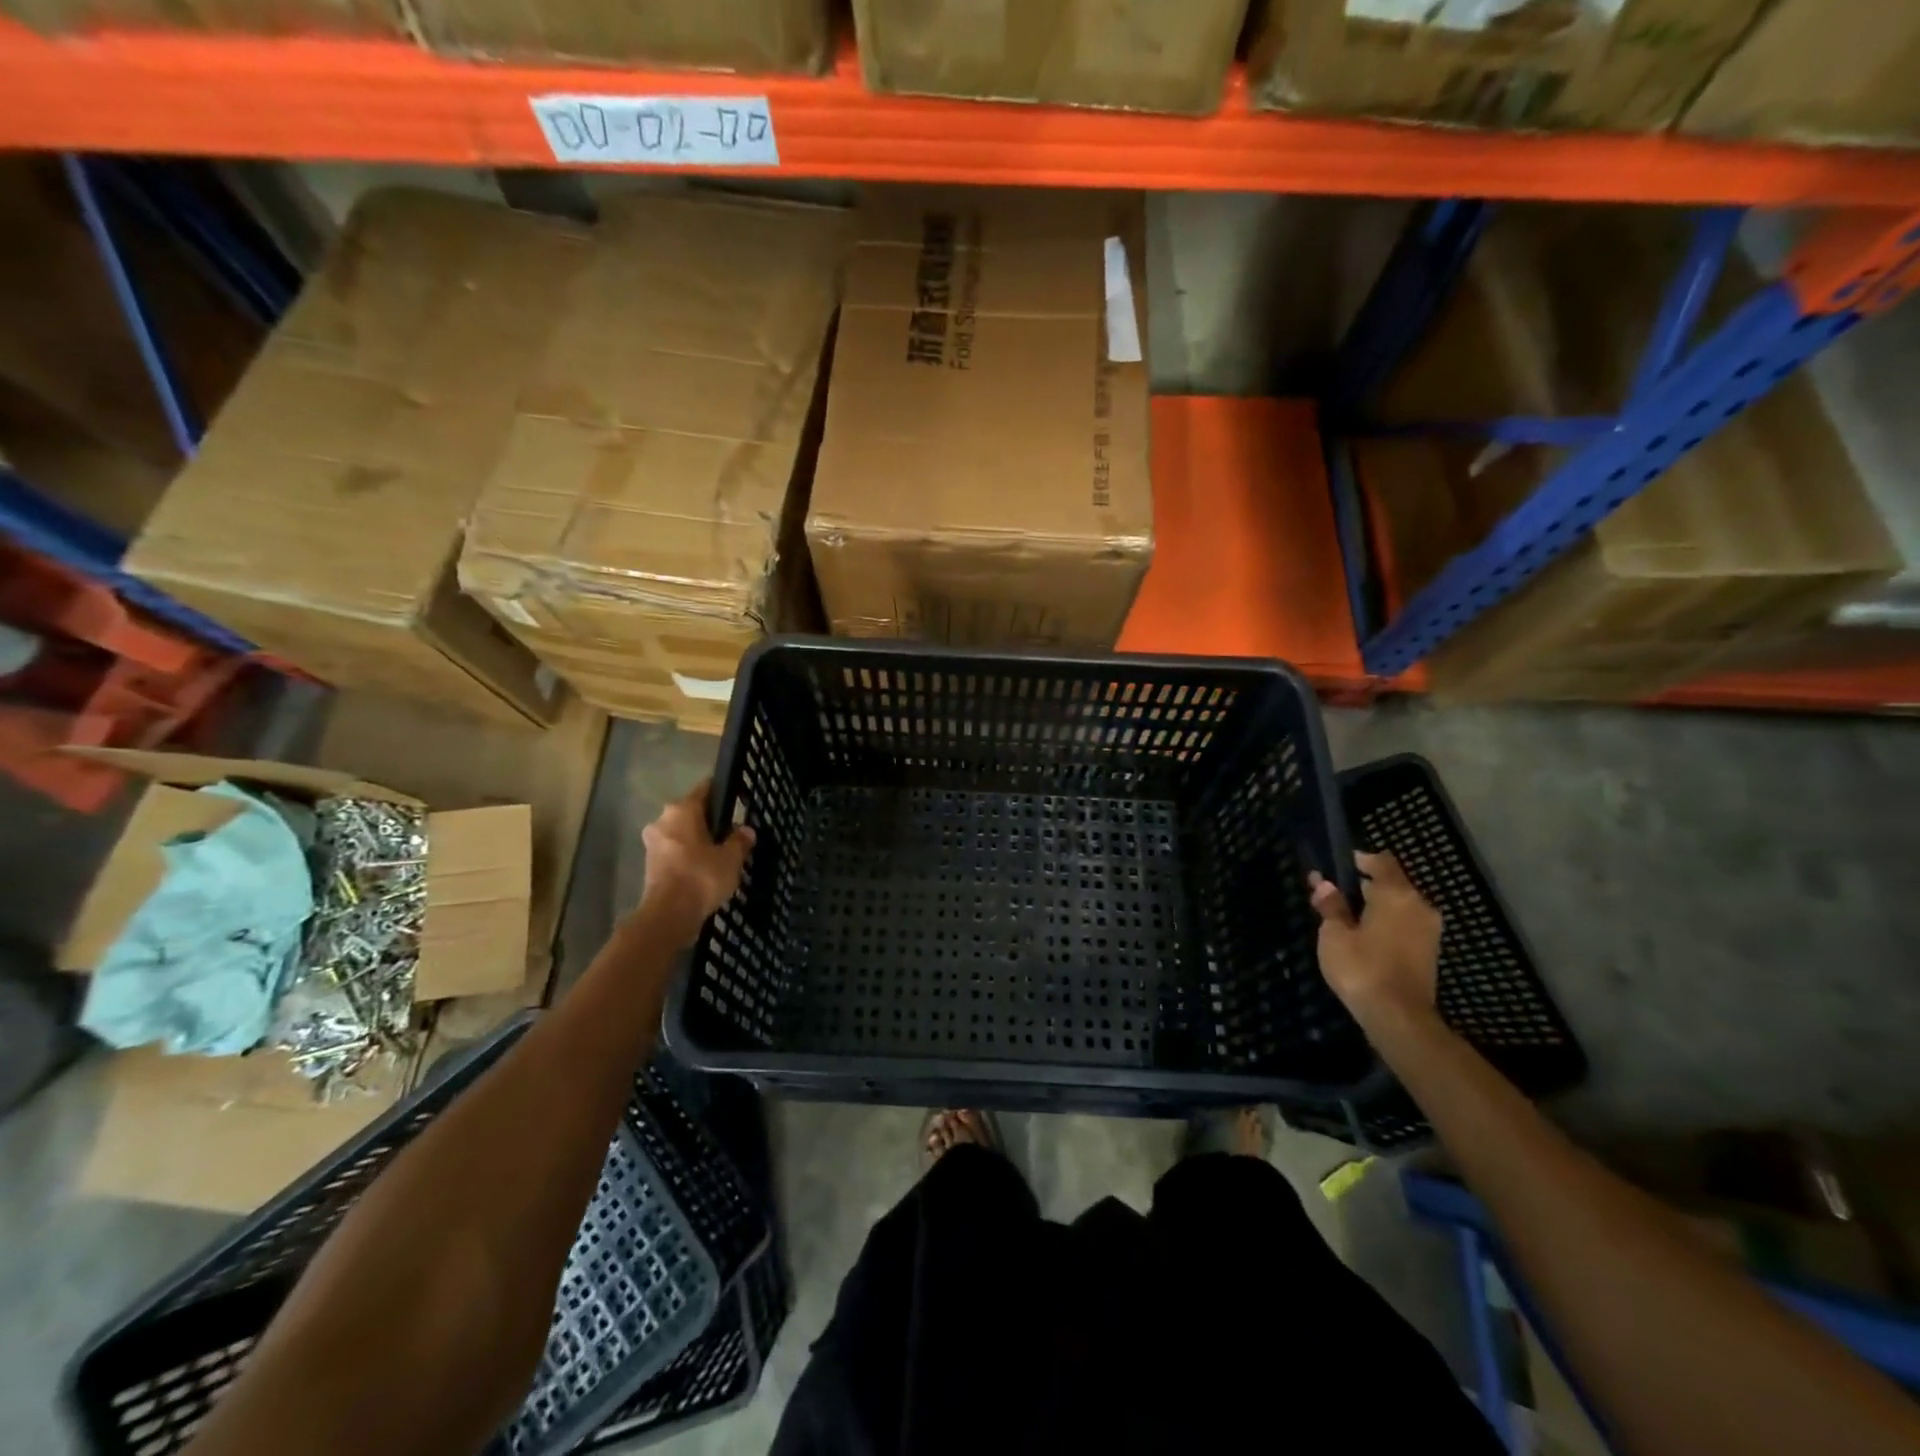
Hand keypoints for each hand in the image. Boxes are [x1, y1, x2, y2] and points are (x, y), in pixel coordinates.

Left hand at [637, 780, 754, 946]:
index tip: (736, 800)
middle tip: (730, 833)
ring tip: (719, 854)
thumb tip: (746, 830)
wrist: (668, 915)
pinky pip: (674, 852)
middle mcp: (663, 820)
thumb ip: (739, 841)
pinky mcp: (650, 864)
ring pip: (681, 833)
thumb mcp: (731, 858)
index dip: (722, 793)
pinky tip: (703, 869)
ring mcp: (653, 843)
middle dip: (709, 821)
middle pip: (691, 813)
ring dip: (697, 841)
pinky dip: (687, 857)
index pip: (705, 789)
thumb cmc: (701, 877)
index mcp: (682, 810)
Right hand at [1309, 851, 1442, 1030]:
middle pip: (1393, 883)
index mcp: (1396, 894)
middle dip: (1366, 885)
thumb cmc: (1362, 968)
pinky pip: (1406, 924)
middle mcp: (1419, 905)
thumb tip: (1324, 884)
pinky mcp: (1430, 951)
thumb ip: (1331, 906)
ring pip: (1400, 905)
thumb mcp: (1334, 934)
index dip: (1360, 859)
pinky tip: (1366, 937)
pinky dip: (1388, 924)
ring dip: (1377, 906)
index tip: (1339, 866)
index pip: (1382, 861)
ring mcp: (1429, 930)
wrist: (1399, 1018)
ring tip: (1348, 917)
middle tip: (1336, 894)